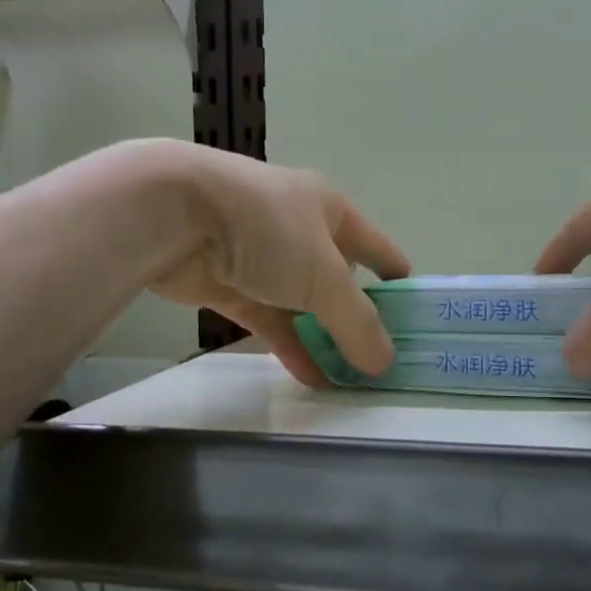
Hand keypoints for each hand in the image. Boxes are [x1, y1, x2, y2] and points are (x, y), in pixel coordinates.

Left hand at [150, 145, 410, 386]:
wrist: (174, 215)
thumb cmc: (266, 229)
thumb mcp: (325, 277)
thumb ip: (357, 322)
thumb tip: (385, 362)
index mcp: (330, 210)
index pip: (376, 246)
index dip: (396, 280)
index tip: (415, 319)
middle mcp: (298, 229)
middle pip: (338, 279)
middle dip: (357, 319)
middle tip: (381, 361)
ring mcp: (260, 257)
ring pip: (301, 304)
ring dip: (323, 338)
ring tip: (350, 379)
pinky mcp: (228, 282)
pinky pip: (268, 319)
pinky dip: (289, 345)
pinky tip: (311, 378)